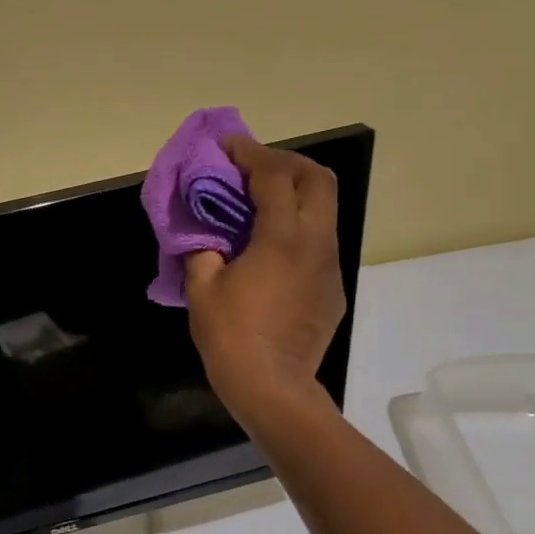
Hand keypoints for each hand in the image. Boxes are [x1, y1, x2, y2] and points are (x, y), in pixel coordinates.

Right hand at [185, 137, 344, 417]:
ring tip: (259, 203)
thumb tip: (203, 234)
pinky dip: (297, 228)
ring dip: (294, 194)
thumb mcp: (201, 287)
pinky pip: (319, 243)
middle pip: (317, 179)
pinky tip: (270, 250)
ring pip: (324, 210)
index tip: (228, 146)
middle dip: (285, 163)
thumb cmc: (231, 335)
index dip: (250, 154)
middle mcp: (316, 242)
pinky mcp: (332, 289)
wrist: (272, 387)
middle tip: (252, 168)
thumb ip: (201, 249)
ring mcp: (330, 266)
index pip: (274, 176)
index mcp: (282, 237)